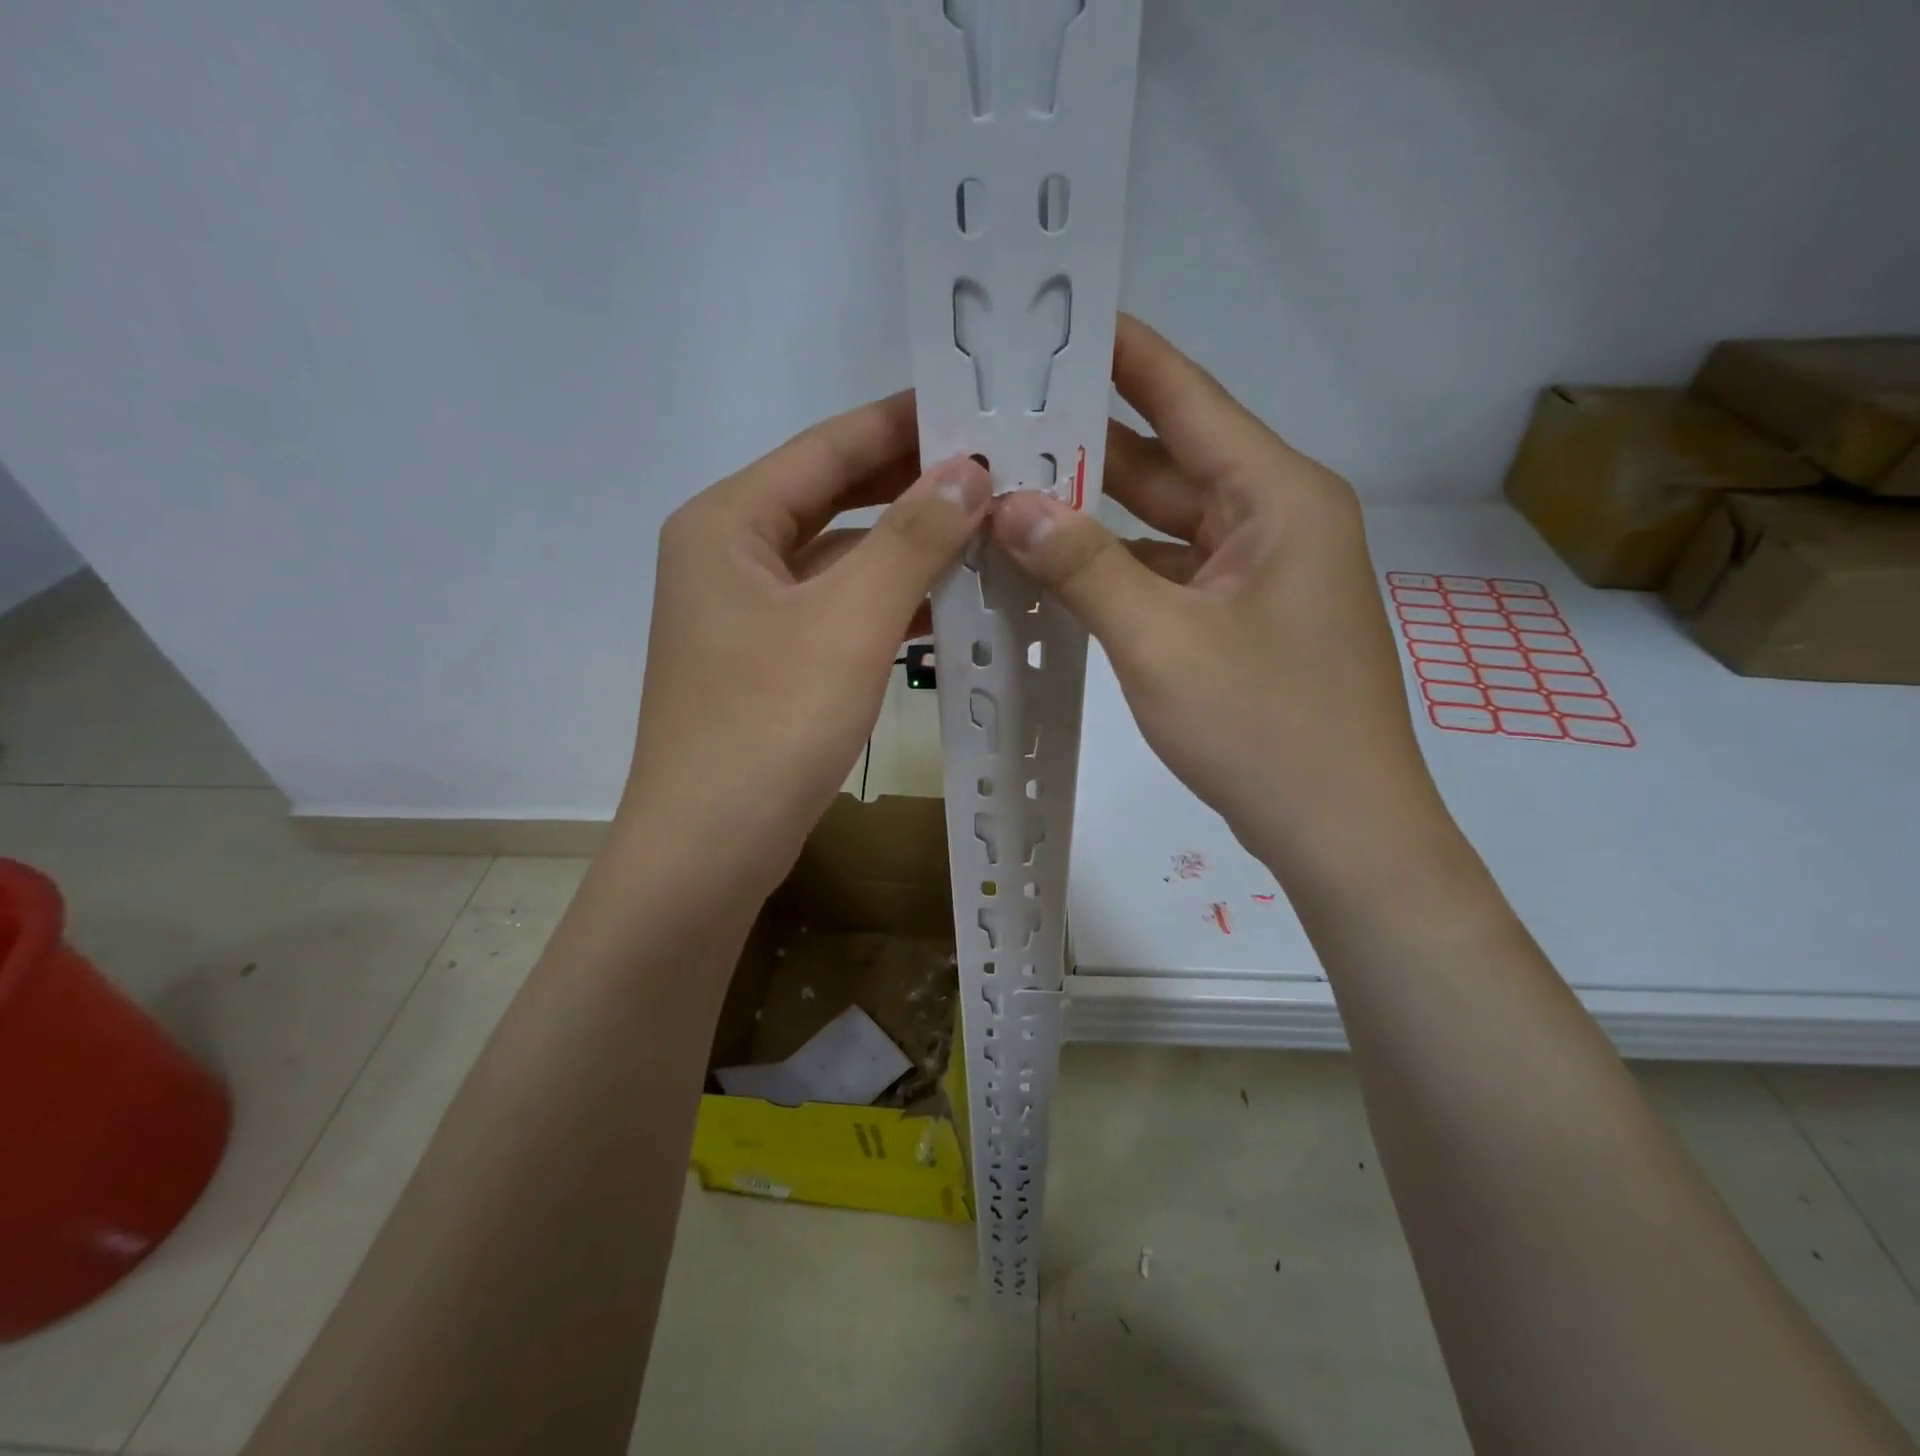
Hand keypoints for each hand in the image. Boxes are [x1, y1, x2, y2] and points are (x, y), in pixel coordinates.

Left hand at [625, 393, 989, 897]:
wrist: (711, 849)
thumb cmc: (770, 724)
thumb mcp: (850, 622)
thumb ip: (912, 538)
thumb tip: (970, 468)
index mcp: (728, 523)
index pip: (827, 447)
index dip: (903, 422)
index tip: (975, 404)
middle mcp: (730, 555)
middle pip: (833, 498)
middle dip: (912, 485)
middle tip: (996, 467)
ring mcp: (748, 613)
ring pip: (841, 559)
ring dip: (908, 548)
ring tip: (989, 530)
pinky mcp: (769, 661)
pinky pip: (839, 610)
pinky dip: (890, 603)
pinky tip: (950, 602)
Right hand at [989, 316, 1439, 876]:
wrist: (1341, 831)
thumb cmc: (1265, 730)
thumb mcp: (1162, 643)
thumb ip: (1084, 568)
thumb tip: (1008, 503)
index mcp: (1275, 496)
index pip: (1188, 397)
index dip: (1120, 353)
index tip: (1053, 319)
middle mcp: (1272, 518)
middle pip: (1167, 460)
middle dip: (1084, 443)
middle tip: (999, 419)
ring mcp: (1257, 572)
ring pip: (1161, 522)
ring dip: (1092, 514)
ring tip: (1006, 488)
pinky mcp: (1240, 618)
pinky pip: (1167, 572)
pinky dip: (1114, 569)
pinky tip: (1051, 566)